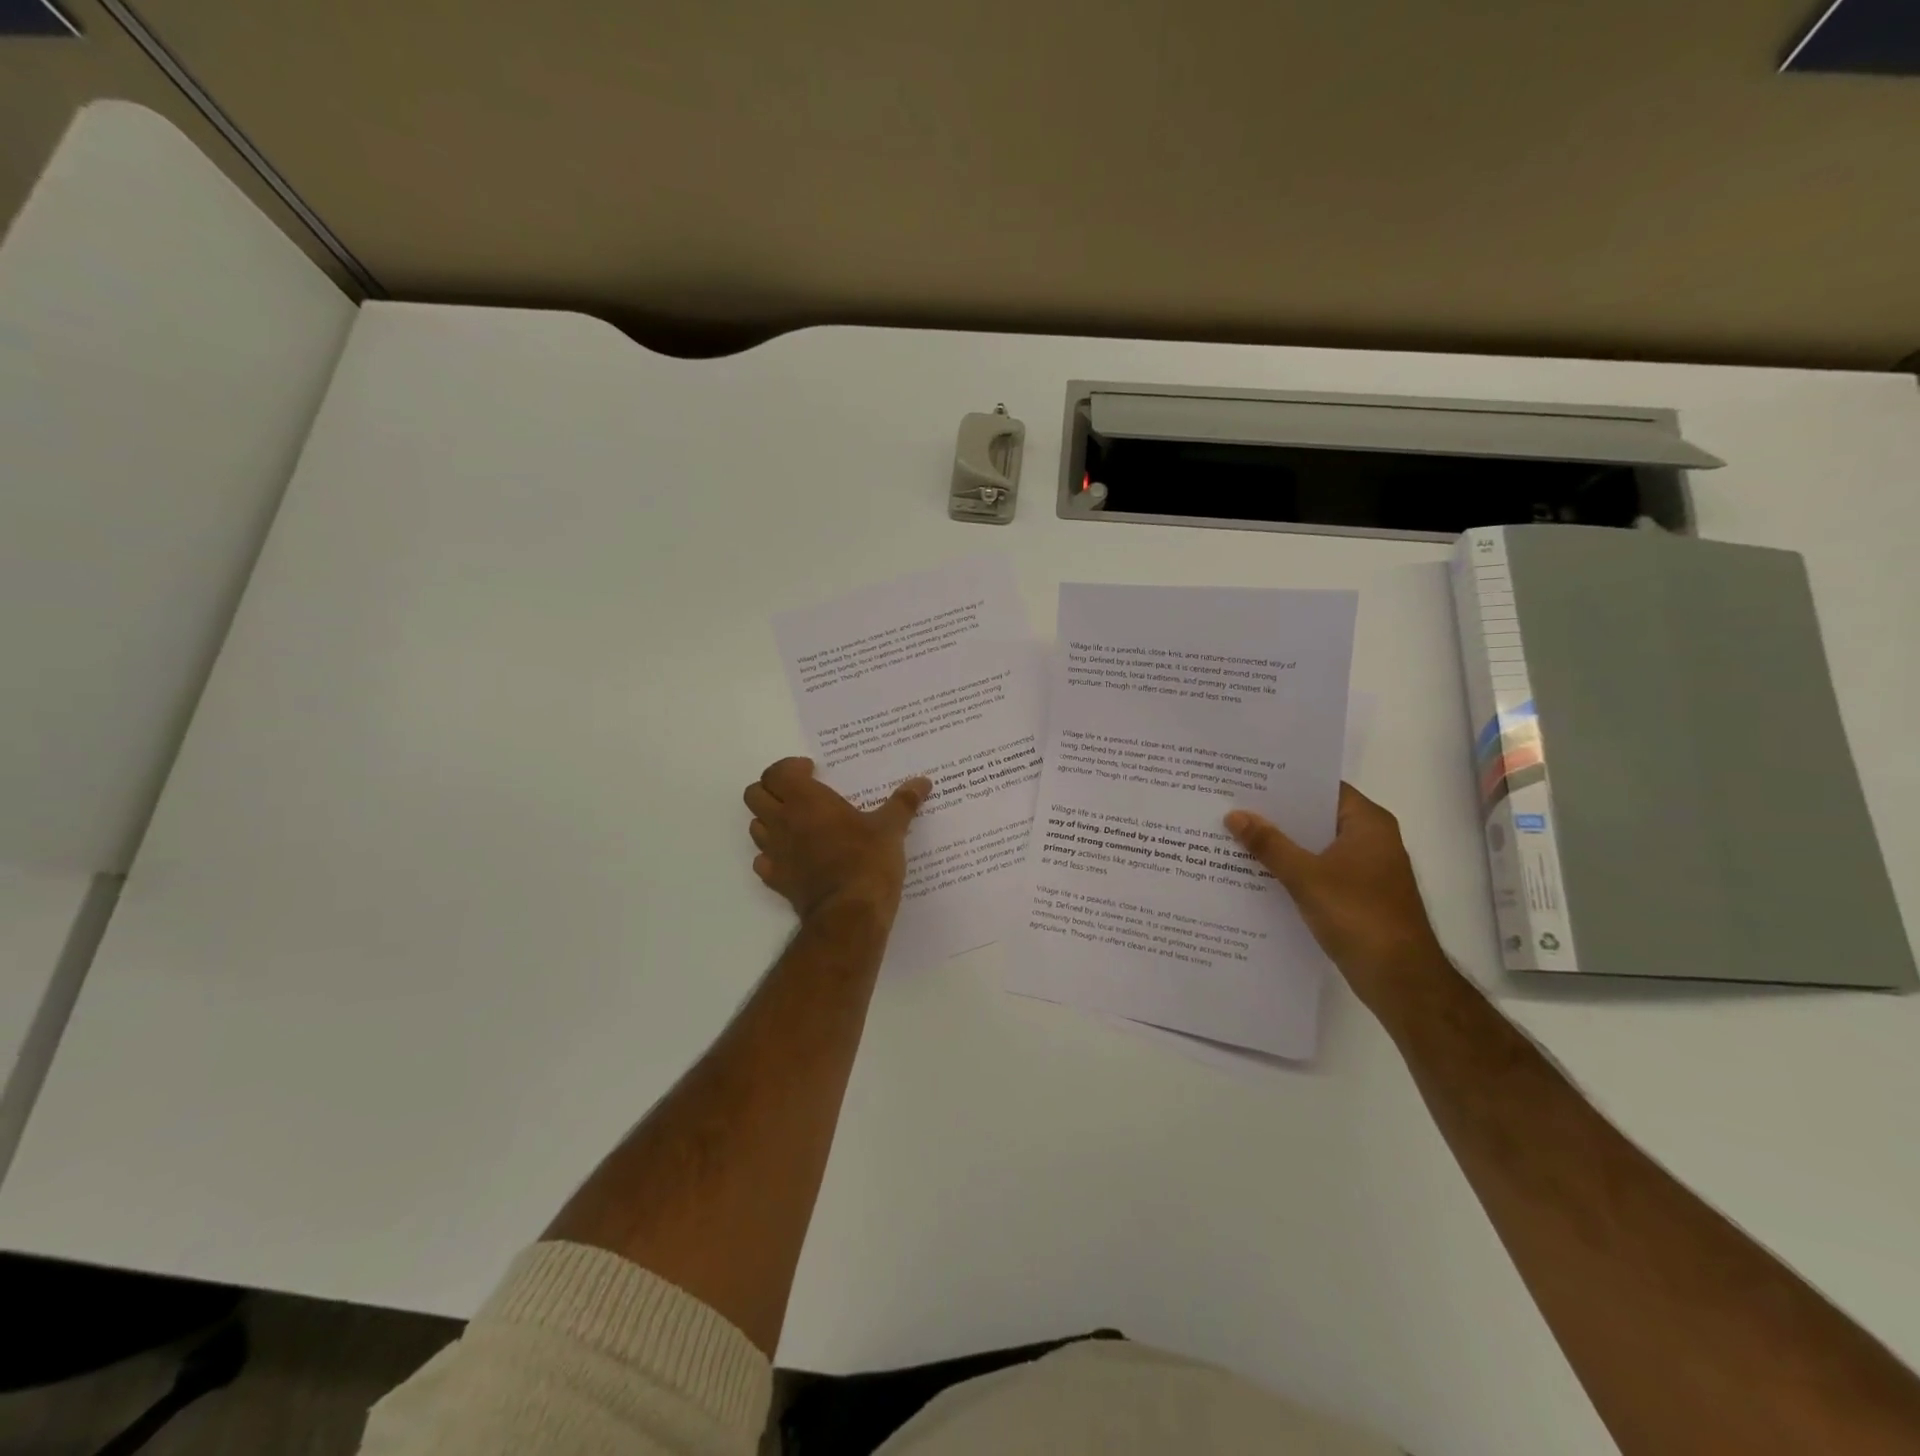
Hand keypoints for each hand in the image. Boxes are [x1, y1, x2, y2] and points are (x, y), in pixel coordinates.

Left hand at [744, 758, 931, 923]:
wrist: (849, 914)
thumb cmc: (868, 861)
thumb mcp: (891, 828)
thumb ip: (903, 802)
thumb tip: (923, 782)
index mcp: (806, 801)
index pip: (776, 772)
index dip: (789, 768)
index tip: (812, 771)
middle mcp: (783, 822)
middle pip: (755, 795)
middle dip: (772, 789)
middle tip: (799, 794)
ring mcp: (775, 852)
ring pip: (755, 826)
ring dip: (770, 819)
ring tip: (798, 823)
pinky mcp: (776, 879)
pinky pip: (762, 859)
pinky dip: (772, 854)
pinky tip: (794, 856)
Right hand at [1226, 782, 1448, 1008]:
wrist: (1399, 978)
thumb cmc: (1358, 915)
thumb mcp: (1305, 876)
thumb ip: (1269, 844)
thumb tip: (1234, 814)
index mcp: (1368, 823)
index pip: (1323, 788)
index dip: (1286, 782)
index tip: (1248, 778)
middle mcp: (1371, 839)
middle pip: (1316, 816)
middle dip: (1277, 814)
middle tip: (1232, 804)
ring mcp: (1366, 869)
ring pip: (1315, 846)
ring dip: (1282, 844)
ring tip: (1235, 834)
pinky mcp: (1358, 895)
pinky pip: (1318, 870)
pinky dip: (1292, 869)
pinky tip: (1257, 872)